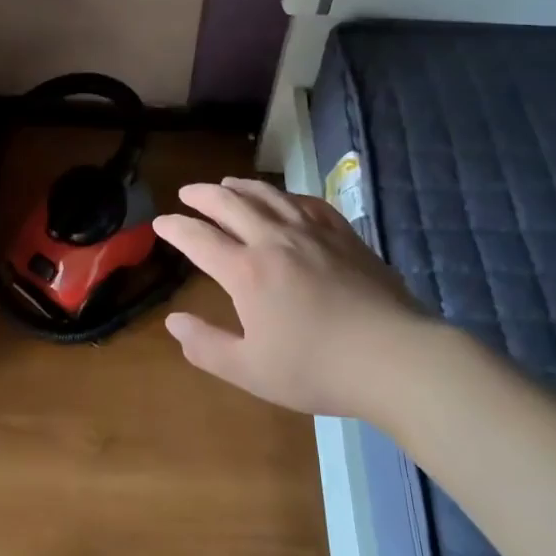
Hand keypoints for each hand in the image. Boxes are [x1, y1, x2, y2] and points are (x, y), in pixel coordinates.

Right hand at [152, 178, 431, 416]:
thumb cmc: (317, 369)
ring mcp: (311, 232)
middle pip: (229, 204)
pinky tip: (284, 199)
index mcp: (246, 272)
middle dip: (202, 196)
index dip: (175, 228)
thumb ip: (206, 346)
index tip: (161, 222)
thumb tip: (173, 321)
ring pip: (267, 196)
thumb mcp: (251, 371)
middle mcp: (273, 240)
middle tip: (187, 193)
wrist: (394, 358)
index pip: (199, 239)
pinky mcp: (343, 234)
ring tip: (226, 184)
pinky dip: (285, 196)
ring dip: (240, 186)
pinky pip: (306, 203)